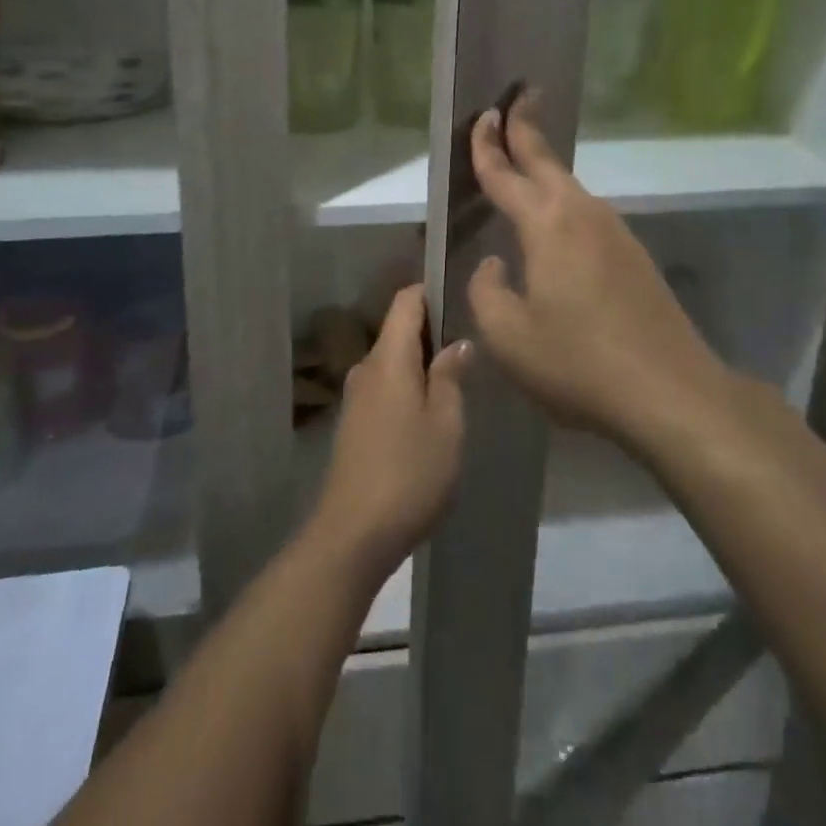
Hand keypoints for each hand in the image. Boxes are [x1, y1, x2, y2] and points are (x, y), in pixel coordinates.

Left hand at [311, 285, 470, 576]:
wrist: (353, 534)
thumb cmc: (409, 472)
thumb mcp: (446, 424)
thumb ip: (451, 377)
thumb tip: (456, 343)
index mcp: (389, 358)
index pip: (405, 301)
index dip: (431, 291)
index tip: (461, 297)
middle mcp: (366, 368)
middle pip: (399, 330)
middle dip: (433, 331)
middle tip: (471, 345)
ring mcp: (356, 396)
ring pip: (392, 361)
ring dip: (421, 363)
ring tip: (457, 380)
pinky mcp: (353, 423)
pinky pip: (385, 386)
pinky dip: (408, 386)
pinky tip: (430, 412)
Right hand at [466, 97, 725, 448]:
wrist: (670, 392)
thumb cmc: (578, 362)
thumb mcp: (508, 336)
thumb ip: (486, 291)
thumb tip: (492, 264)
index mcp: (545, 224)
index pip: (506, 174)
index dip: (487, 146)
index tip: (482, 115)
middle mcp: (581, 214)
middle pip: (546, 161)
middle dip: (526, 128)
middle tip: (515, 99)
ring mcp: (613, 232)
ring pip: (569, 186)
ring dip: (545, 166)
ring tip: (525, 158)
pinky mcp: (632, 255)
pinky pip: (586, 212)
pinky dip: (562, 199)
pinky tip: (556, 222)